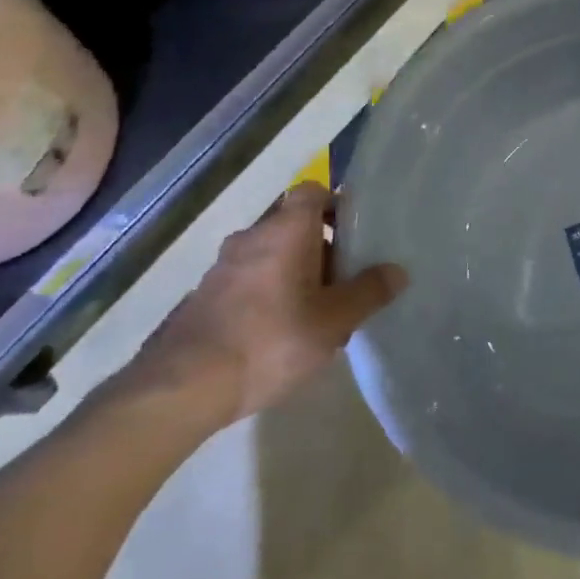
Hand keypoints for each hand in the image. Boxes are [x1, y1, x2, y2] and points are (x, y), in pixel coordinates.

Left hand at [120, 182, 406, 429]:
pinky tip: (280, 334)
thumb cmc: (271, 340)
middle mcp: (252, 237)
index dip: (336, 204)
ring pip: (271, 255)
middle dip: (322, 247)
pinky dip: (269, 294)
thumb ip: (369, 292)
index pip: (313, 191)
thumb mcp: (335, 320)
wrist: (183, 387)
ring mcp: (222, 267)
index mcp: (286, 230)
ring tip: (317, 313)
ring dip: (295, 273)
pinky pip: (249, 280)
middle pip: (294, 225)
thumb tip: (397, 271)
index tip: (356, 232)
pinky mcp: (205, 297)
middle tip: (346, 281)